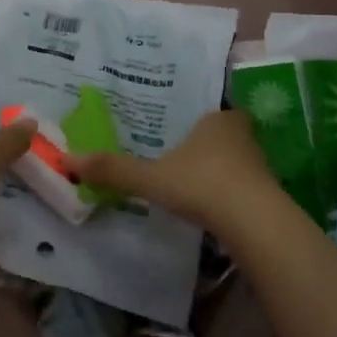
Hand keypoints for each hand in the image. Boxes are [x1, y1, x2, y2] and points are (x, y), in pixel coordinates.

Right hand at [70, 108, 285, 236]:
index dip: (194, 127)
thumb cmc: (201, 184)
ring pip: (237, 161)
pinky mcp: (269, 192)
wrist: (253, 220)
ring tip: (199, 188)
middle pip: (224, 136)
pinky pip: (246, 186)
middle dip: (208, 149)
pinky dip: (233, 194)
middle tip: (185, 163)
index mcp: (217, 120)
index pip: (207, 115)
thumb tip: (68, 159)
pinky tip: (218, 209)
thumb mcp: (151, 178)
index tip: (180, 141)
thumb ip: (114, 170)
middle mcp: (242, 134)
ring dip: (222, 172)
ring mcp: (260, 163)